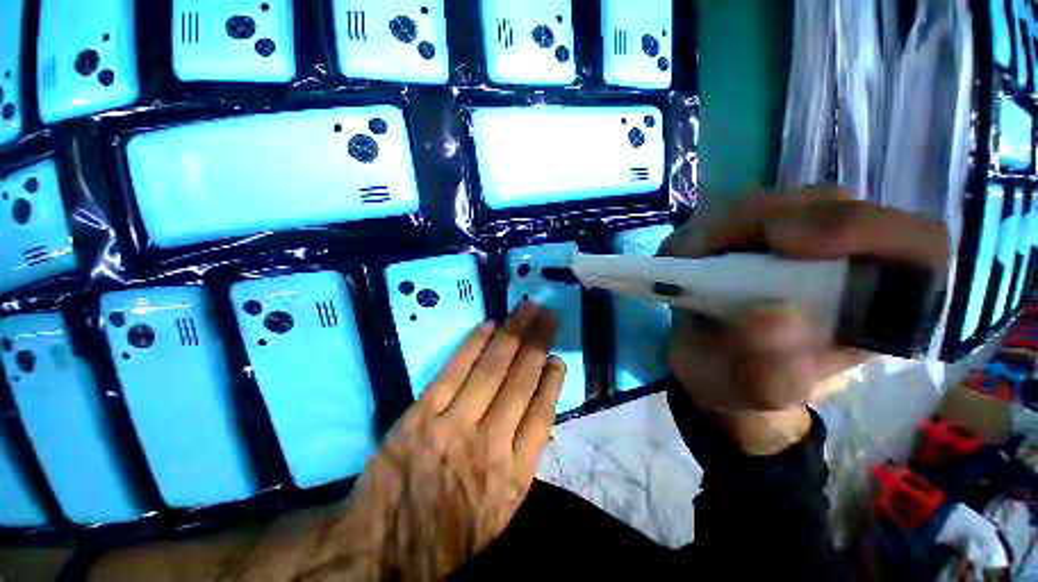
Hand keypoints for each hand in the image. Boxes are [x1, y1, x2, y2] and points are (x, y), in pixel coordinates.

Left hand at [242, 302, 564, 580]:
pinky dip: (473, 345)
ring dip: (512, 333)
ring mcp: (453, 424)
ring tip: (526, 309)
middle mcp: (490, 443)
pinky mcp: (421, 414)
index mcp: (513, 475)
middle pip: (521, 379)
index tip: (557, 357)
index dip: (552, 380)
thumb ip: (522, 461)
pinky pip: (453, 371)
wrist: (381, 550)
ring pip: (491, 368)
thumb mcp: (500, 512)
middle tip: (548, 314)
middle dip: (538, 341)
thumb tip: (536, 410)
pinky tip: (489, 325)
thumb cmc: (447, 535)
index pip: (542, 414)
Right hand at [660, 187, 947, 454]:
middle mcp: (848, 261)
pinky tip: (690, 256)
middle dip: (765, 221)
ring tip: (692, 258)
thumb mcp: (757, 391)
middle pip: (831, 205)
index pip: (914, 243)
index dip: (861, 230)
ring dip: (726, 225)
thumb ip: (772, 370)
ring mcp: (801, 241)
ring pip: (778, 201)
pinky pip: (736, 211)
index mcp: (878, 307)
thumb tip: (771, 315)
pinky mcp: (759, 234)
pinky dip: (706, 228)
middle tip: (707, 249)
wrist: (712, 368)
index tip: (785, 245)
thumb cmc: (743, 385)